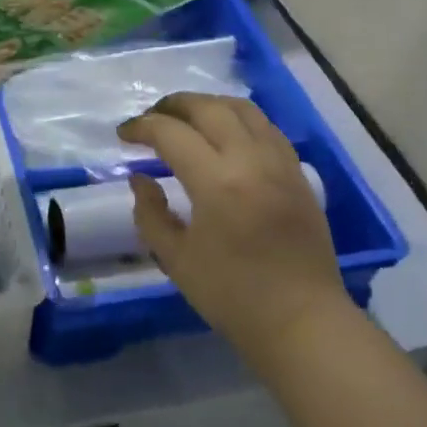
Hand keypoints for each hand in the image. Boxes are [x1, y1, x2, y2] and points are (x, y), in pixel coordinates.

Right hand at [118, 93, 348, 367]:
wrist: (302, 320)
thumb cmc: (233, 295)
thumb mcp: (176, 260)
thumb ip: (150, 213)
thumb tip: (140, 178)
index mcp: (217, 182)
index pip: (171, 133)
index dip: (141, 127)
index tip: (123, 135)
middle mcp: (250, 160)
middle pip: (208, 108)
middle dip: (172, 105)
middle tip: (150, 118)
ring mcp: (280, 163)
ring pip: (242, 109)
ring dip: (208, 105)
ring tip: (186, 117)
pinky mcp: (299, 173)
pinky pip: (266, 127)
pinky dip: (239, 119)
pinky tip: (226, 134)